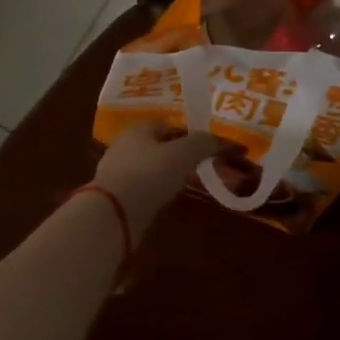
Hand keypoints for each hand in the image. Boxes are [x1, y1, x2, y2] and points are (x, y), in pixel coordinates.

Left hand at [92, 124, 225, 237]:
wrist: (112, 215)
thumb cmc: (148, 174)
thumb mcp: (184, 153)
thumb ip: (205, 143)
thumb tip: (227, 142)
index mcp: (139, 128)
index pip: (170, 123)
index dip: (191, 132)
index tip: (209, 147)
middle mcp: (125, 145)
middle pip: (160, 145)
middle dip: (180, 153)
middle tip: (203, 165)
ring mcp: (118, 172)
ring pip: (152, 167)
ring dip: (168, 174)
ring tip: (189, 184)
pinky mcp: (117, 196)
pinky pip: (144, 188)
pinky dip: (157, 191)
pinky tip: (169, 200)